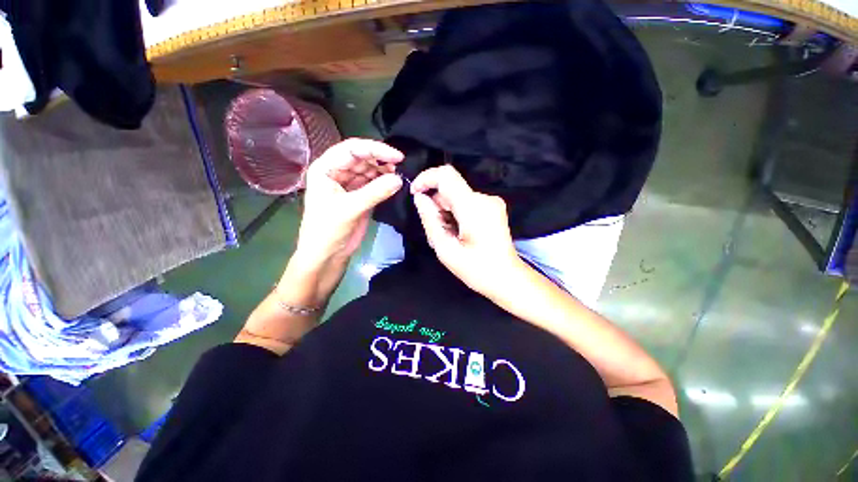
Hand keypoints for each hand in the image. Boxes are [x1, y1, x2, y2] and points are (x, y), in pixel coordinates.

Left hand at [296, 138, 403, 267]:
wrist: (327, 255)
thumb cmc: (328, 230)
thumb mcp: (350, 209)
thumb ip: (375, 192)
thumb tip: (399, 179)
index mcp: (325, 169)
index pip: (352, 149)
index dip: (375, 149)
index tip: (397, 156)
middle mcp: (336, 172)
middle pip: (362, 158)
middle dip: (381, 160)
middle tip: (401, 167)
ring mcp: (348, 184)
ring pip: (369, 170)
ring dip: (384, 172)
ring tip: (400, 176)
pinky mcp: (359, 196)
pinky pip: (373, 184)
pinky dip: (384, 183)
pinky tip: (394, 184)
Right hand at [410, 165, 524, 296]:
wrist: (507, 277)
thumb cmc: (476, 270)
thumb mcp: (445, 249)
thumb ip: (430, 220)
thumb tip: (420, 198)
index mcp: (473, 208)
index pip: (446, 175)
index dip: (426, 179)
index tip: (415, 193)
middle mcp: (484, 198)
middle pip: (451, 187)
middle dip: (436, 203)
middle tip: (436, 228)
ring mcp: (491, 201)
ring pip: (458, 194)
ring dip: (446, 209)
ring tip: (450, 234)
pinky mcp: (493, 206)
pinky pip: (467, 201)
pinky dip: (456, 211)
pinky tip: (460, 231)